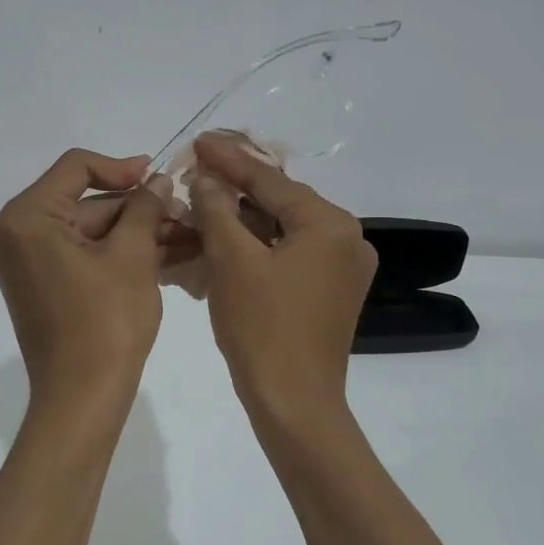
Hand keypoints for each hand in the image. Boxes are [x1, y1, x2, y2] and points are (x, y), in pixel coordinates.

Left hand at [0, 149, 167, 402]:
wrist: (82, 398)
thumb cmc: (105, 322)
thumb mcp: (132, 257)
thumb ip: (144, 208)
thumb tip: (158, 181)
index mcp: (27, 218)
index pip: (76, 168)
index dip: (122, 167)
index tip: (160, 178)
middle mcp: (19, 235)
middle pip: (87, 203)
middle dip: (140, 210)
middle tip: (187, 214)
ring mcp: (30, 264)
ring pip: (92, 233)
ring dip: (138, 234)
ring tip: (189, 237)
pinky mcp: (46, 287)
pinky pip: (86, 258)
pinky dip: (122, 256)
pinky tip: (169, 257)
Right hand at [189, 132, 376, 418]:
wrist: (294, 404)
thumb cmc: (262, 328)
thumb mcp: (232, 262)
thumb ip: (217, 210)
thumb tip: (206, 177)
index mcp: (330, 225)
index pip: (271, 181)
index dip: (229, 160)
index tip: (199, 140)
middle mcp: (346, 239)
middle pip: (280, 203)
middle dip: (234, 189)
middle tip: (197, 169)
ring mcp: (342, 268)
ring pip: (282, 230)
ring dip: (241, 220)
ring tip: (203, 202)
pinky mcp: (330, 292)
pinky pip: (288, 256)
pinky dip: (256, 247)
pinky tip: (224, 239)